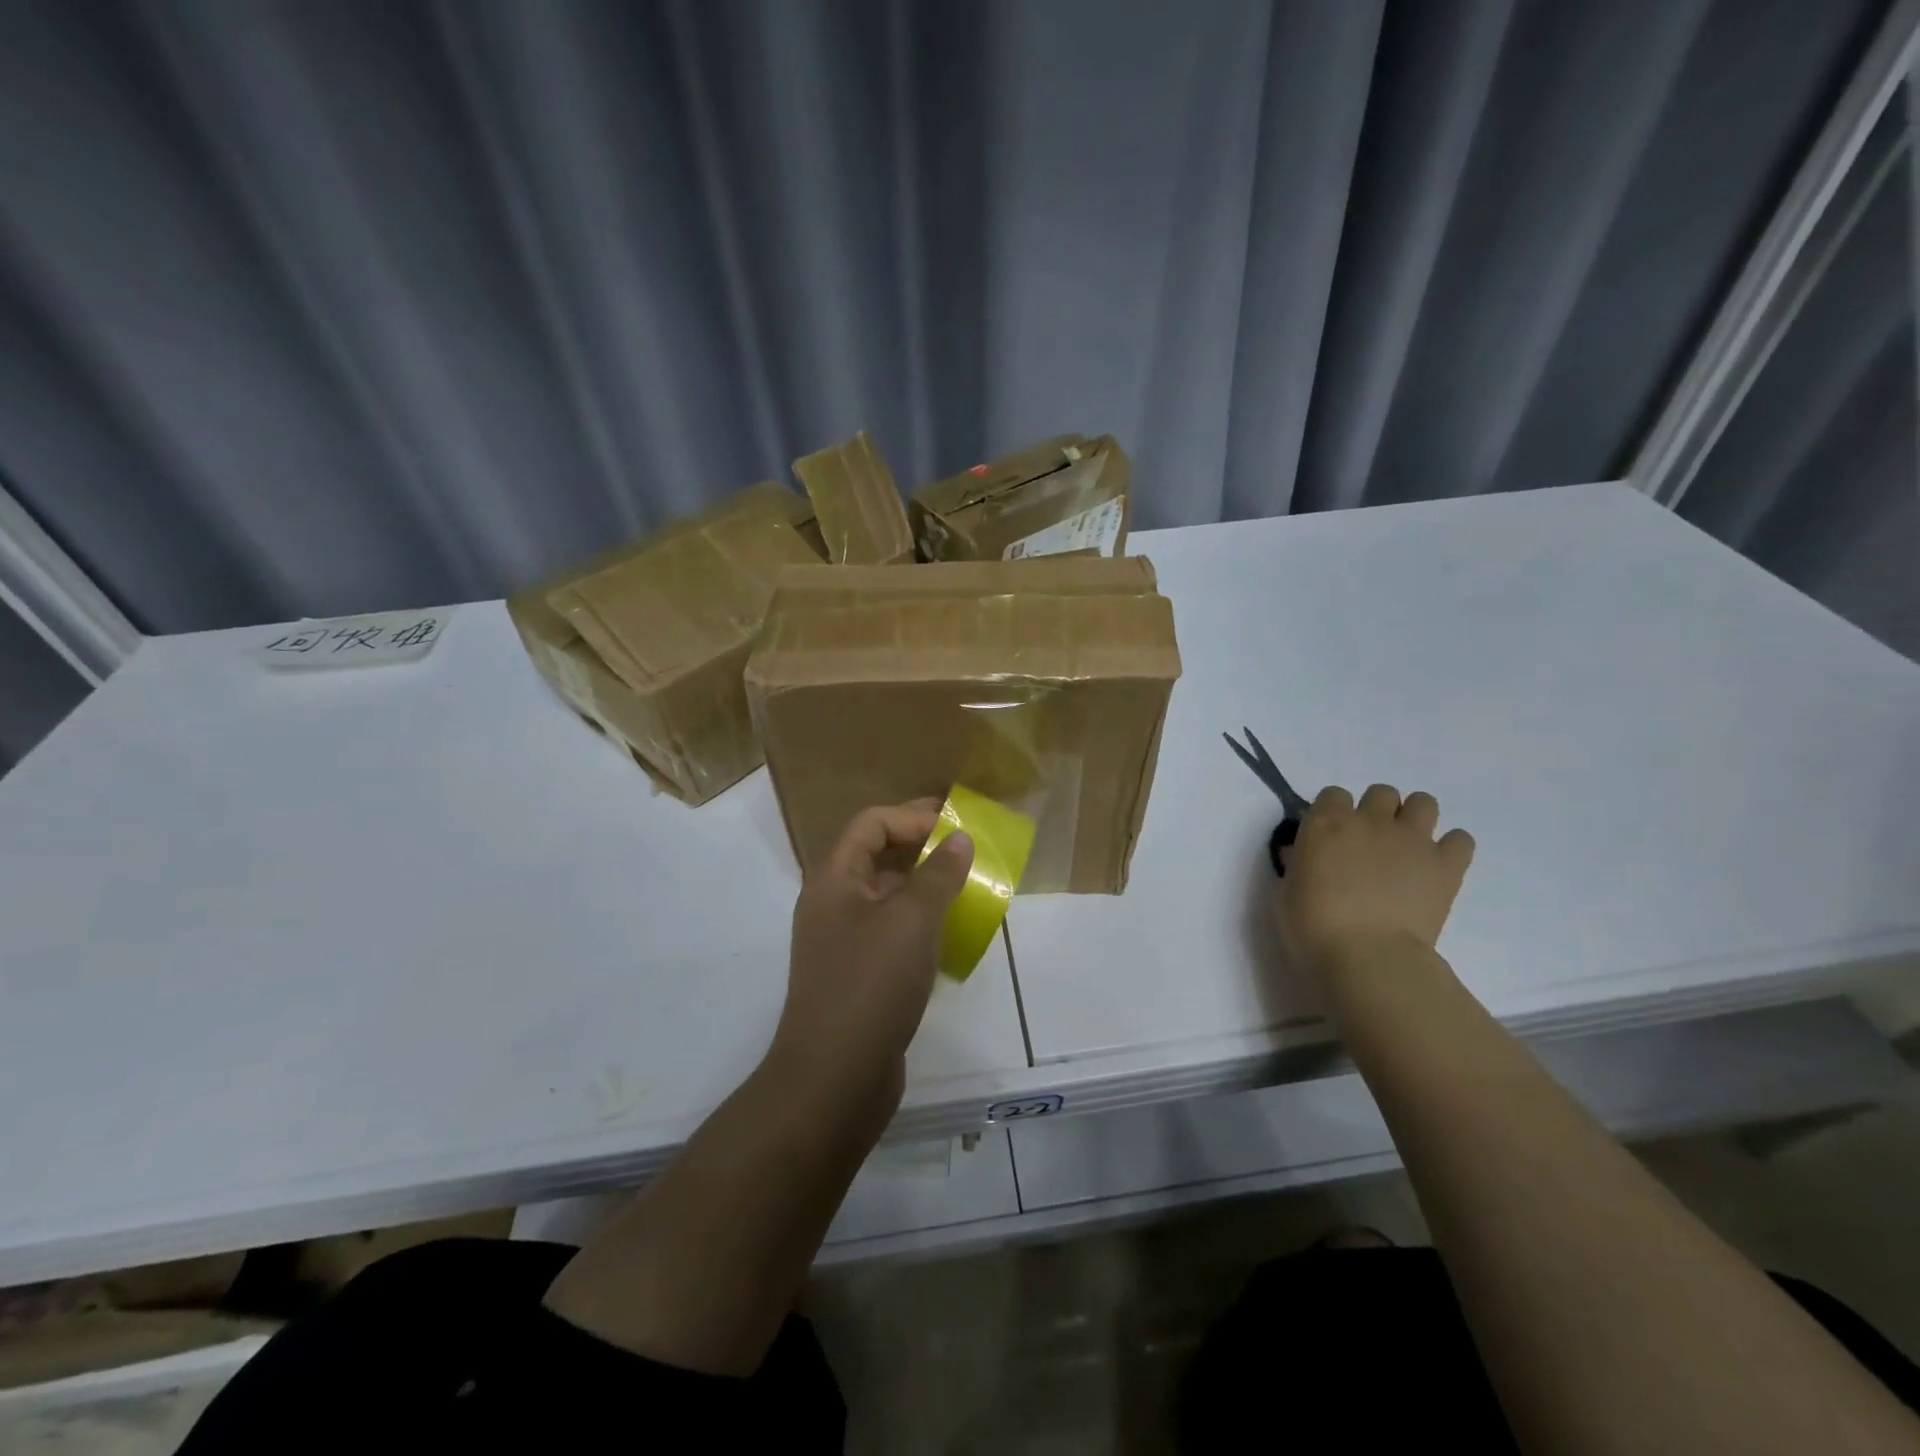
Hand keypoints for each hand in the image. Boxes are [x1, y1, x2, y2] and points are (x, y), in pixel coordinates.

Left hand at [769, 801, 973, 1116]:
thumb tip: (959, 837)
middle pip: (875, 855)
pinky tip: (950, 935)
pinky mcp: (858, 975)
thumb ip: (938, 873)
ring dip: (924, 885)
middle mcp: (832, 904)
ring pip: (886, 896)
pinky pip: (891, 931)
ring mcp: (843, 942)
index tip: (955, 826)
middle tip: (967, 849)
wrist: (834, 1079)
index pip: (870, 823)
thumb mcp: (911, 920)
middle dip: (921, 846)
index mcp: (833, 879)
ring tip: (967, 888)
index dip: (912, 816)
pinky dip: (920, 922)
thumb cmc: (871, 984)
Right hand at [1276, 784, 1474, 973]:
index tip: (1330, 837)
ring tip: (1406, 847)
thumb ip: (1297, 864)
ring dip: (1414, 819)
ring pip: (1423, 802)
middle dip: (1376, 812)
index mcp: (1326, 823)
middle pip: (1381, 793)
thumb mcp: (1286, 891)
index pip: (1333, 794)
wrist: (1368, 957)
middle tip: (1370, 843)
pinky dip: (1451, 848)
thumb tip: (1301, 854)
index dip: (1333, 813)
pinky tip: (1436, 867)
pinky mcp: (1446, 865)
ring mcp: (1412, 839)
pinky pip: (1461, 839)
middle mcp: (1371, 821)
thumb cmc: (1312, 926)